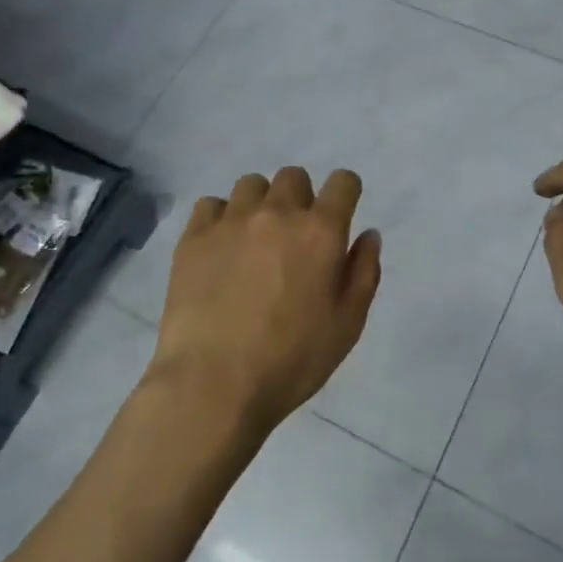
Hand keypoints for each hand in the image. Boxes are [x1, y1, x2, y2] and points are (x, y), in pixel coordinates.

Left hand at [151, 167, 381, 434]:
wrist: (213, 384)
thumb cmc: (291, 360)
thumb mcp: (347, 325)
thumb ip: (364, 272)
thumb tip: (368, 235)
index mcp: (321, 231)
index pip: (343, 182)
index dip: (345, 193)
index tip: (339, 215)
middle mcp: (278, 213)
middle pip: (294, 177)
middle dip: (301, 198)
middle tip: (294, 238)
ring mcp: (232, 221)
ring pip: (251, 184)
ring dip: (260, 203)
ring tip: (254, 240)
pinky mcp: (194, 237)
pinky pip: (211, 205)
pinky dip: (221, 218)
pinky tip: (221, 249)